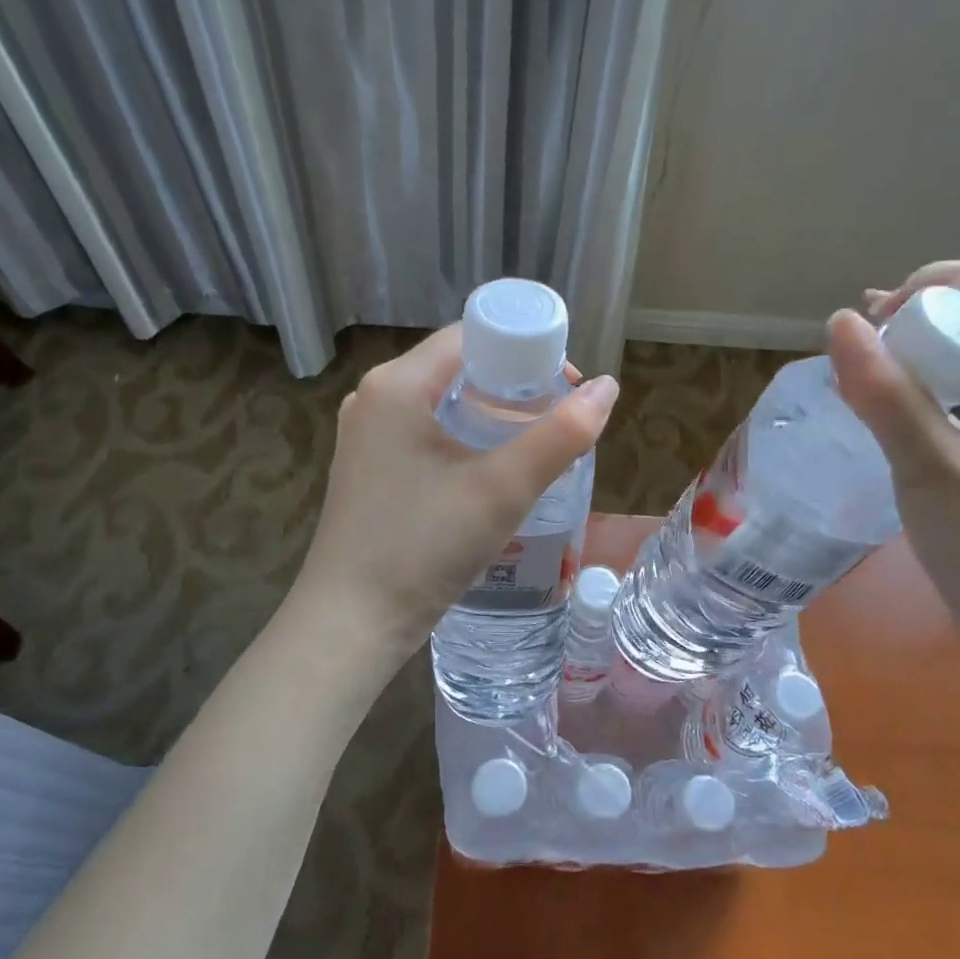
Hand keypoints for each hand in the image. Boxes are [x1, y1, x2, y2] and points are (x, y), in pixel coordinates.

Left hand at [291, 325, 618, 660]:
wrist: (352, 623)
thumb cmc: (424, 547)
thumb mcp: (502, 490)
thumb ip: (561, 436)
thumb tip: (607, 389)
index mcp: (397, 384)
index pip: (471, 336)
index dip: (524, 349)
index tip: (564, 384)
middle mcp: (374, 397)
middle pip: (457, 367)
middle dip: (512, 385)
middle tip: (557, 416)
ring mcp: (367, 435)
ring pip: (442, 401)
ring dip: (490, 413)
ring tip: (534, 442)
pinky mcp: (369, 467)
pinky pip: (425, 431)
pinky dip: (464, 437)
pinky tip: (491, 469)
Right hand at [826, 262, 959, 695]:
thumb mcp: (931, 470)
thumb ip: (886, 393)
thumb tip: (841, 322)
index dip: (927, 289)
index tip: (871, 324)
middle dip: (943, 298)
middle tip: (885, 324)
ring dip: (946, 333)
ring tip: (884, 351)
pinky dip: (950, 374)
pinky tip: (908, 399)